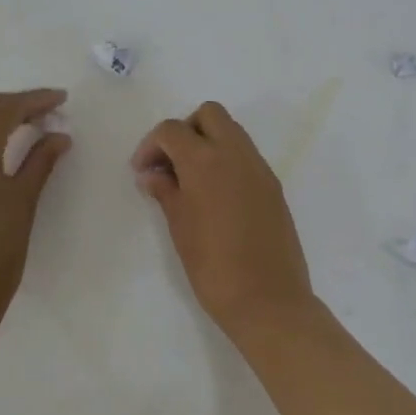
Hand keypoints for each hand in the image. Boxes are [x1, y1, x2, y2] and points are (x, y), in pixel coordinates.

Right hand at [131, 102, 315, 337]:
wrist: (268, 299)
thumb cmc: (213, 267)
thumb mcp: (180, 228)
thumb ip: (166, 192)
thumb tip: (152, 174)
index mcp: (206, 161)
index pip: (172, 130)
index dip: (151, 145)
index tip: (142, 172)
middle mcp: (236, 154)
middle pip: (209, 114)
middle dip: (185, 130)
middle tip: (170, 164)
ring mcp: (260, 168)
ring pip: (232, 131)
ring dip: (208, 143)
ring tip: (190, 181)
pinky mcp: (273, 186)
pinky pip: (246, 156)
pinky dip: (227, 161)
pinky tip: (215, 195)